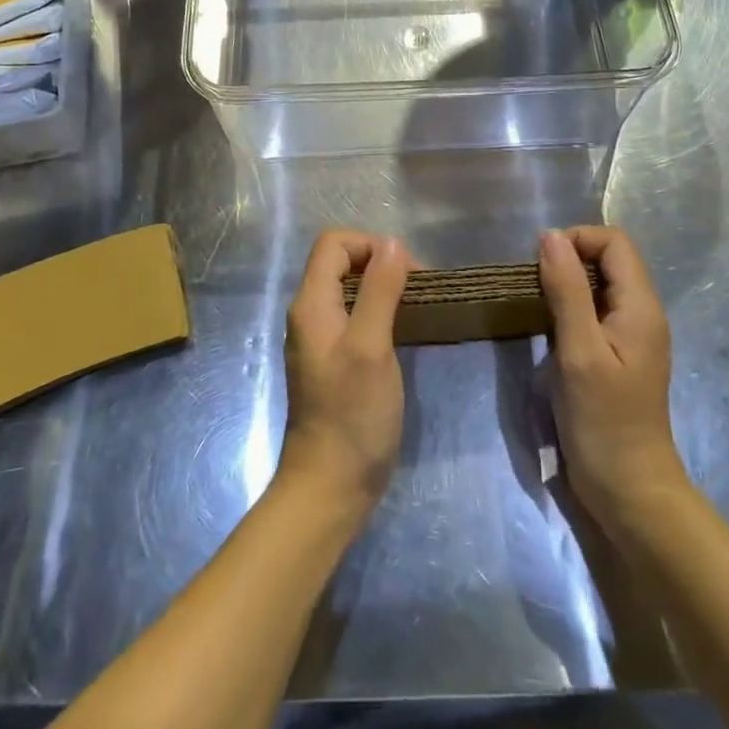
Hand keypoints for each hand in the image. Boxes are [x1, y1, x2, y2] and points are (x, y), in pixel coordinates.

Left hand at [278, 230, 413, 518]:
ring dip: (384, 288)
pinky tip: (403, 332)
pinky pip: (355, 316)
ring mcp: (321, 338)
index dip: (371, 245)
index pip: (333, 243)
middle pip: (342, 262)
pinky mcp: (335, 359)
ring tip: (416, 307)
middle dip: (381, 263)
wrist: (331, 485)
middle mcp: (310, 314)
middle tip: (418, 289)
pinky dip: (380, 312)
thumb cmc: (352, 414)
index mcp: (311, 304)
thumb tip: (392, 243)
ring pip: (350, 289)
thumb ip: (379, 291)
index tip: (407, 272)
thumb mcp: (371, 347)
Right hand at [538, 227, 688, 528]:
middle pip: (608, 261)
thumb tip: (550, 236)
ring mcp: (630, 336)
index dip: (577, 240)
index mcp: (641, 307)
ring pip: (598, 287)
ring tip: (535, 306)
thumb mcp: (579, 351)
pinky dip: (568, 310)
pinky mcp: (616, 356)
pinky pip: (593, 313)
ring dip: (565, 286)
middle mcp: (641, 314)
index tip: (541, 263)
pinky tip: (547, 331)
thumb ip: (566, 290)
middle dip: (568, 260)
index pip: (614, 242)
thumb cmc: (604, 421)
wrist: (629, 491)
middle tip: (532, 286)